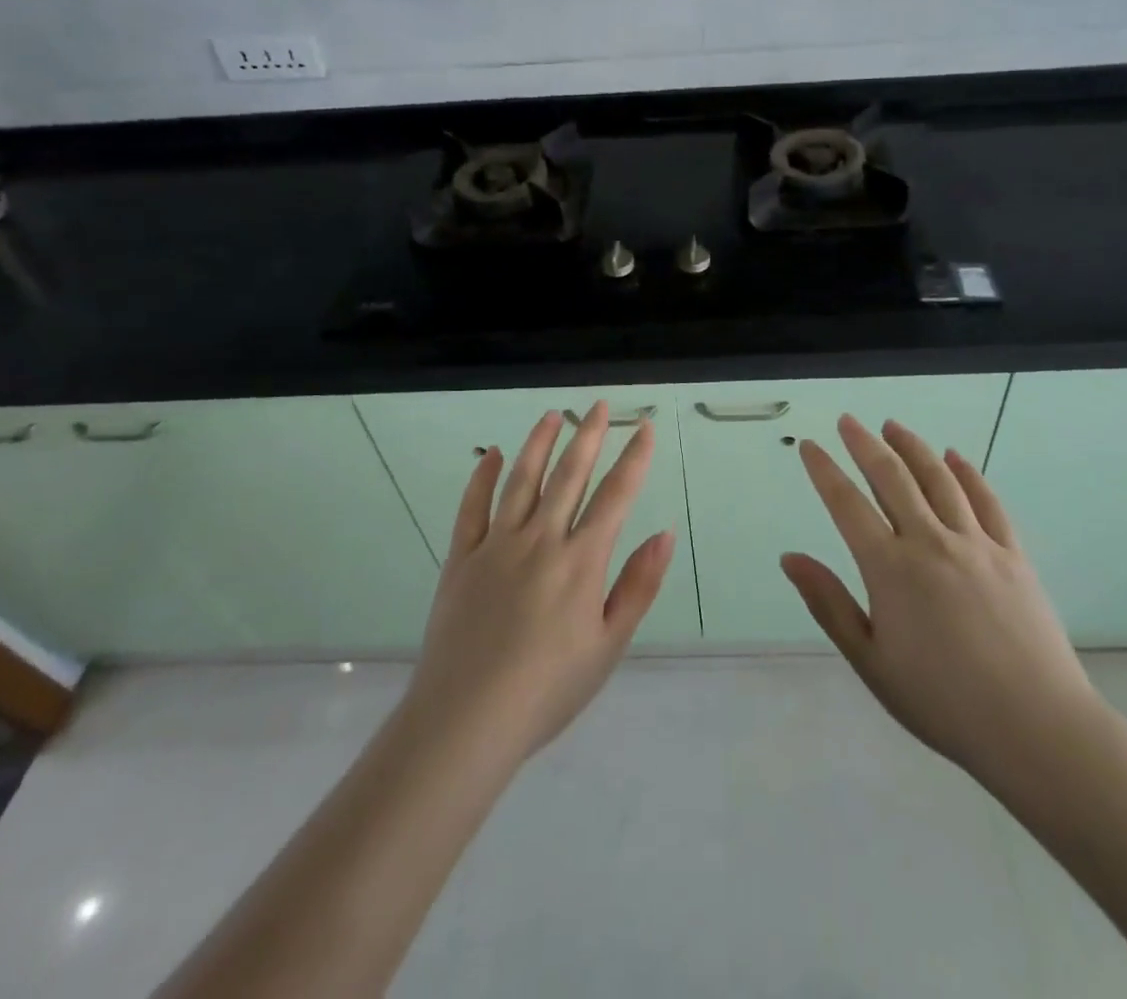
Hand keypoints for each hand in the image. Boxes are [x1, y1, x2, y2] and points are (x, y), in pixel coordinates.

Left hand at [403, 402, 673, 764]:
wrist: (467, 720)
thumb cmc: (548, 689)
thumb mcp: (608, 645)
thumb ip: (638, 586)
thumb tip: (664, 534)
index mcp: (580, 561)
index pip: (615, 496)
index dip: (634, 458)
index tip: (645, 427)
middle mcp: (541, 540)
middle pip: (569, 475)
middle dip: (588, 436)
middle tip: (598, 405)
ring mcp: (497, 545)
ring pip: (521, 480)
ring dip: (539, 444)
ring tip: (552, 415)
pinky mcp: (461, 559)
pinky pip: (472, 508)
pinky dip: (483, 477)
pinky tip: (491, 454)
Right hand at [781, 416, 1109, 806]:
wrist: (1036, 728)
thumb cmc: (942, 702)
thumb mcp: (871, 661)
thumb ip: (829, 604)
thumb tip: (790, 558)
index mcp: (890, 568)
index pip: (846, 504)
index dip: (824, 471)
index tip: (809, 446)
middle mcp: (930, 541)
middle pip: (892, 477)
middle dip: (865, 443)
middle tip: (848, 420)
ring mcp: (976, 543)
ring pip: (938, 478)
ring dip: (912, 446)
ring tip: (893, 426)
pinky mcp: (1013, 554)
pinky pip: (987, 501)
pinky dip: (967, 473)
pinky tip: (955, 457)